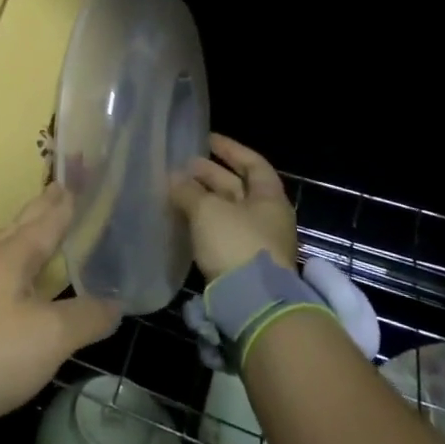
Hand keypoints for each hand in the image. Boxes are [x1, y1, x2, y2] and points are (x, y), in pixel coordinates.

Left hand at [0, 184, 121, 421]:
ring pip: (7, 247)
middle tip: (62, 190)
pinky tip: (19, 278)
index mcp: (13, 254)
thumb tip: (115, 303)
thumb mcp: (51, 336)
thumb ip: (86, 317)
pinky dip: (18, 262)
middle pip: (22, 226)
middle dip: (44, 209)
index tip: (76, 179)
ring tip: (44, 227)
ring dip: (28, 233)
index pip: (46, 219)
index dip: (65, 202)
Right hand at [171, 134, 298, 278]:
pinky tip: (182, 219)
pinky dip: (203, 223)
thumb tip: (174, 178)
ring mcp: (256, 243)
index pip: (253, 163)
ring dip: (203, 200)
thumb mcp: (208, 210)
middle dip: (210, 175)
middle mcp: (267, 218)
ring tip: (176, 190)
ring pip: (227, 212)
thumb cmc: (236, 243)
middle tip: (183, 166)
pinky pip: (220, 234)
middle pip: (238, 188)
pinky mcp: (241, 266)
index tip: (207, 139)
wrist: (252, 304)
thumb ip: (189, 190)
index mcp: (269, 198)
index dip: (230, 149)